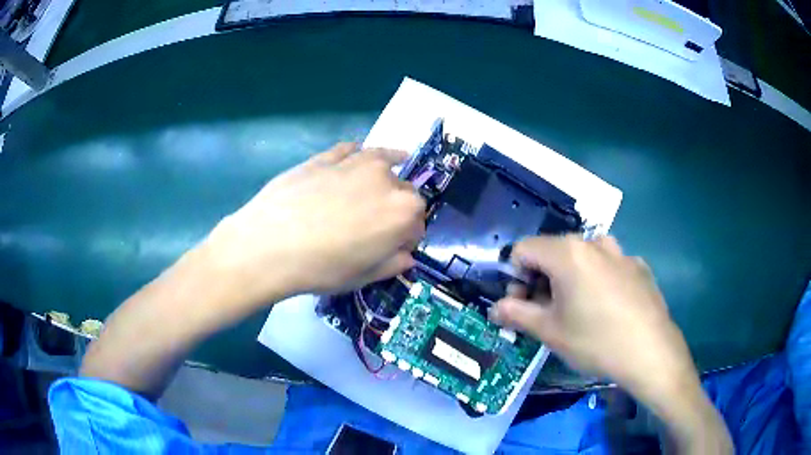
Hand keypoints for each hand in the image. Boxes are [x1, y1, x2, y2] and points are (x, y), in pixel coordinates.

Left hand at [202, 143, 424, 305]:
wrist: (268, 244)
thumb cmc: (321, 267)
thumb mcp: (363, 276)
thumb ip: (393, 264)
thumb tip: (407, 256)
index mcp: (403, 212)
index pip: (418, 223)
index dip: (407, 237)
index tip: (392, 247)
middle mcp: (387, 180)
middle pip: (405, 191)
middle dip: (397, 208)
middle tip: (374, 224)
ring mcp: (356, 161)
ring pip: (384, 163)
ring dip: (385, 176)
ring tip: (373, 186)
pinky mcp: (328, 155)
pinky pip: (353, 151)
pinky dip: (358, 157)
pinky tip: (352, 163)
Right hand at [491, 235, 695, 398]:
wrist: (651, 352)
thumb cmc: (596, 341)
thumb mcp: (550, 332)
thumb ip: (516, 314)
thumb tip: (494, 308)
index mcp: (567, 253)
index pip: (523, 250)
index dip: (514, 276)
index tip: (522, 304)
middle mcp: (593, 243)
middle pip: (552, 251)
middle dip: (541, 279)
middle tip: (547, 312)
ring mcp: (620, 252)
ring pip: (582, 257)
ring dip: (570, 278)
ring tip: (579, 309)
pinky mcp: (638, 265)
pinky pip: (608, 265)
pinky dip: (598, 280)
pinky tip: (609, 309)